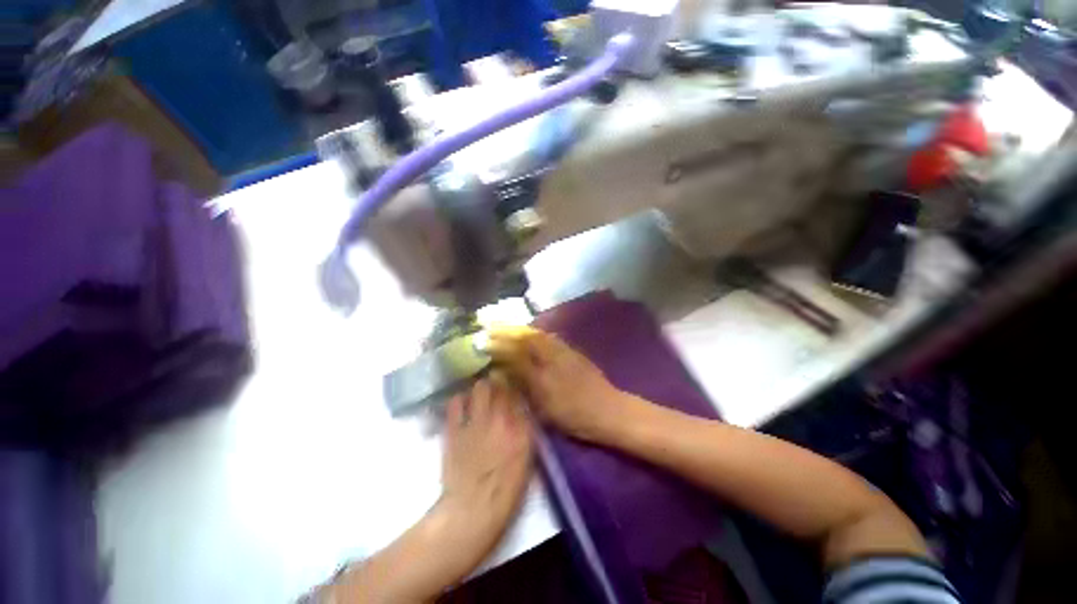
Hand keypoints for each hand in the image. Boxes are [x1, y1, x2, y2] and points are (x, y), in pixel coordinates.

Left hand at [324, 377, 533, 603]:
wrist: (471, 512)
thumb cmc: (504, 492)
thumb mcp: (526, 462)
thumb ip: (526, 432)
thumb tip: (523, 411)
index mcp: (521, 430)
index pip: (520, 395)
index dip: (516, 387)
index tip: (513, 384)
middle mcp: (500, 420)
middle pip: (502, 386)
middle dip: (499, 382)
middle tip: (496, 385)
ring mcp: (476, 423)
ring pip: (480, 388)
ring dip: (481, 387)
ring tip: (479, 391)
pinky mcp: (455, 430)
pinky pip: (456, 403)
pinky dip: (459, 400)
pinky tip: (461, 404)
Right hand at [487, 326, 634, 441]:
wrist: (609, 409)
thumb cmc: (576, 415)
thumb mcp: (546, 408)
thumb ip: (525, 388)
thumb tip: (504, 373)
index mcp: (543, 374)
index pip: (516, 355)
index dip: (498, 347)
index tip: (484, 341)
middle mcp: (552, 357)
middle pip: (526, 339)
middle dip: (507, 331)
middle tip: (491, 327)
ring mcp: (564, 352)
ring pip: (538, 335)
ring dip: (521, 329)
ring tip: (507, 326)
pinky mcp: (573, 351)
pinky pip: (550, 337)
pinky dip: (536, 333)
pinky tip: (532, 334)